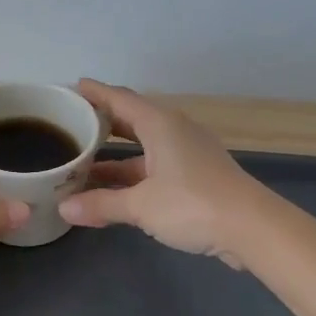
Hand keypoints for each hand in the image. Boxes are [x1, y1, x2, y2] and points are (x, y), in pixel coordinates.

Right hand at [59, 79, 267, 266]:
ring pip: (142, 148)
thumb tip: (63, 208)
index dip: (94, 93)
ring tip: (82, 162)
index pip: (119, 99)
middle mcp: (173, 131)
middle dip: (101, 123)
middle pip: (130, 120)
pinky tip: (113, 189)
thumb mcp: (140, 205)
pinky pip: (154, 166)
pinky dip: (132, 173)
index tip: (70, 88)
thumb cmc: (192, 204)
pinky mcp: (196, 175)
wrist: (252, 227)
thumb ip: (101, 204)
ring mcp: (187, 153)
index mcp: (159, 124)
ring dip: (114, 156)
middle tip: (71, 126)